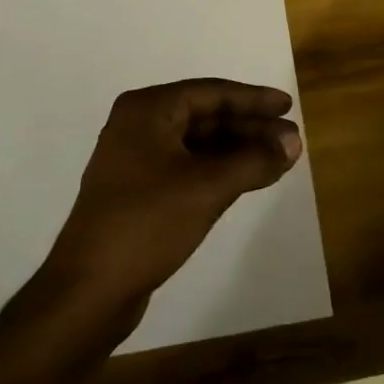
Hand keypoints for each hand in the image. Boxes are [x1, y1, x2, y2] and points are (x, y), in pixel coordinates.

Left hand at [44, 79, 302, 317]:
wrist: (89, 290)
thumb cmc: (147, 223)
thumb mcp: (208, 187)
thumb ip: (255, 160)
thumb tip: (294, 142)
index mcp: (148, 110)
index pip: (212, 93)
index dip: (254, 99)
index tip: (289, 106)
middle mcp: (138, 126)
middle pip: (206, 116)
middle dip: (249, 128)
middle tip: (290, 139)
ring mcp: (135, 159)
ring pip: (198, 143)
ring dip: (238, 150)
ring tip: (278, 160)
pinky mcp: (138, 191)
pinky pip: (187, 166)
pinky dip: (219, 170)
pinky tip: (248, 179)